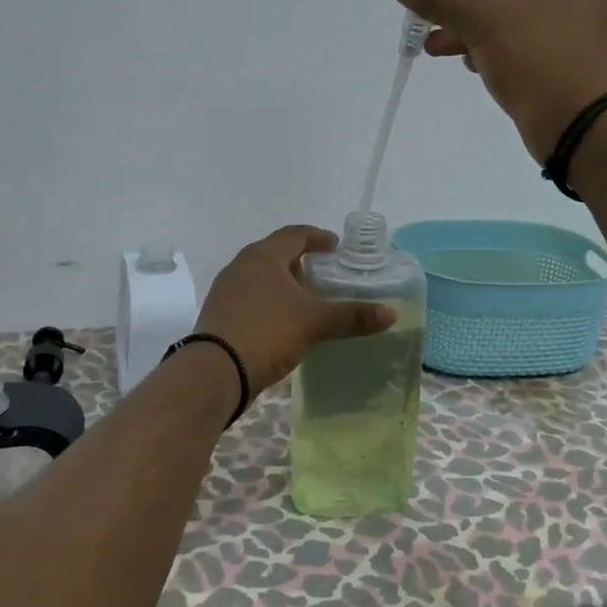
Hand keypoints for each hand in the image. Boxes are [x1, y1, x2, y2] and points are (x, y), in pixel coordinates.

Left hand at [195, 226, 395, 391]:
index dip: (318, 237)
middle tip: (324, 273)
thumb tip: (391, 313)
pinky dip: (270, 301)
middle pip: (276, 253)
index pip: (295, 235)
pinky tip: (283, 321)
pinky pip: (250, 297)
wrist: (214, 371)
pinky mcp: (219, 313)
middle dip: (301, 261)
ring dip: (284, 282)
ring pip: (261, 276)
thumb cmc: (266, 332)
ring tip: (307, 298)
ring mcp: (226, 289)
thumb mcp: (314, 323)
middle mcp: (241, 265)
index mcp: (263, 256)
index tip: (336, 247)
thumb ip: (352, 316)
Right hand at [389, 0, 606, 160]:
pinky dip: (498, 46)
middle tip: (430, 11)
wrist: (583, 123)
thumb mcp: (478, 19)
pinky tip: (469, 64)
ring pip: (517, 14)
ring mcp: (581, 25)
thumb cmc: (534, 54)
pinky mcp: (576, 59)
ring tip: (434, 46)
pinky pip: (530, 41)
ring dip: (473, 25)